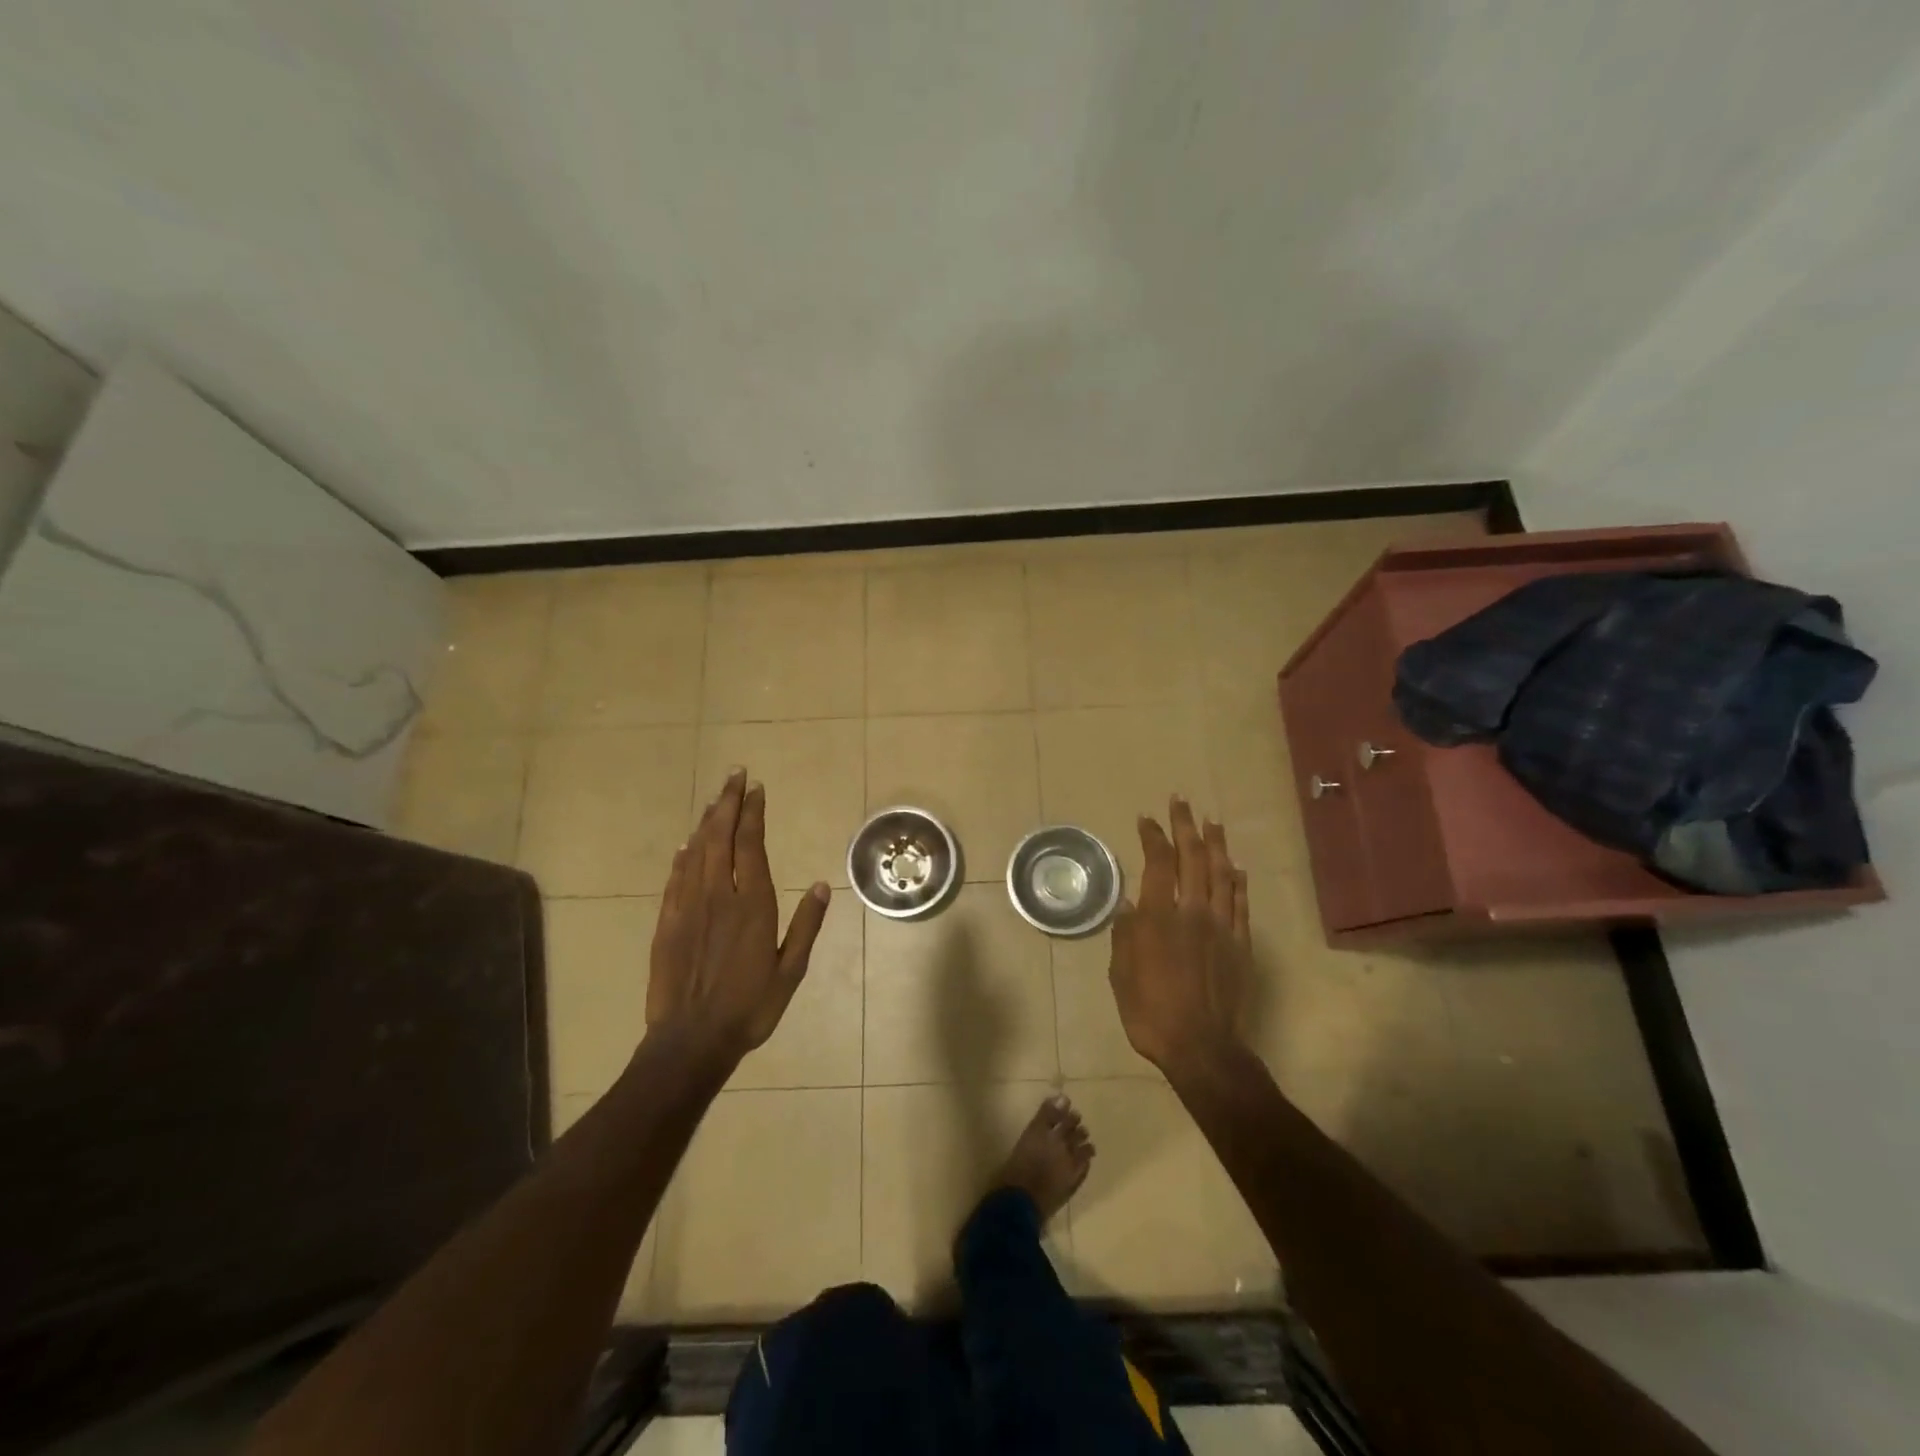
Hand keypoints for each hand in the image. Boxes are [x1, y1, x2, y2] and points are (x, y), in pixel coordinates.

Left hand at [645, 769, 830, 1061]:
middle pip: (721, 837)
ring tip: (716, 798)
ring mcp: (689, 907)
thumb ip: (806, 925)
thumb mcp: (790, 970)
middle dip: (728, 803)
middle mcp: (719, 896)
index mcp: (752, 905)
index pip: (751, 845)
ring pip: (697, 852)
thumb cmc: (750, 1007)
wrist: (691, 1041)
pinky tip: (687, 844)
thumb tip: (820, 884)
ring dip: (707, 821)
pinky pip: (675, 878)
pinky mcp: (667, 922)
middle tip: (735, 775)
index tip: (756, 788)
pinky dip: (683, 855)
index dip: (753, 813)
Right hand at [1108, 796, 1252, 1075]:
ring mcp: (1221, 927)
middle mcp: (1192, 913)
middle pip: (1192, 859)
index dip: (1152, 837)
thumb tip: (1127, 904)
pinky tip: (1235, 867)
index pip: (1157, 864)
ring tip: (1211, 821)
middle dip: (1185, 826)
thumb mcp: (1121, 974)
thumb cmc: (1150, 1012)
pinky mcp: (1241, 944)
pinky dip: (1238, 881)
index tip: (1146, 818)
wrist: (1201, 1047)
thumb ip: (1125, 935)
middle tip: (1181, 801)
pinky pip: (1241, 904)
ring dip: (1215, 844)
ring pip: (1221, 874)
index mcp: (1159, 918)